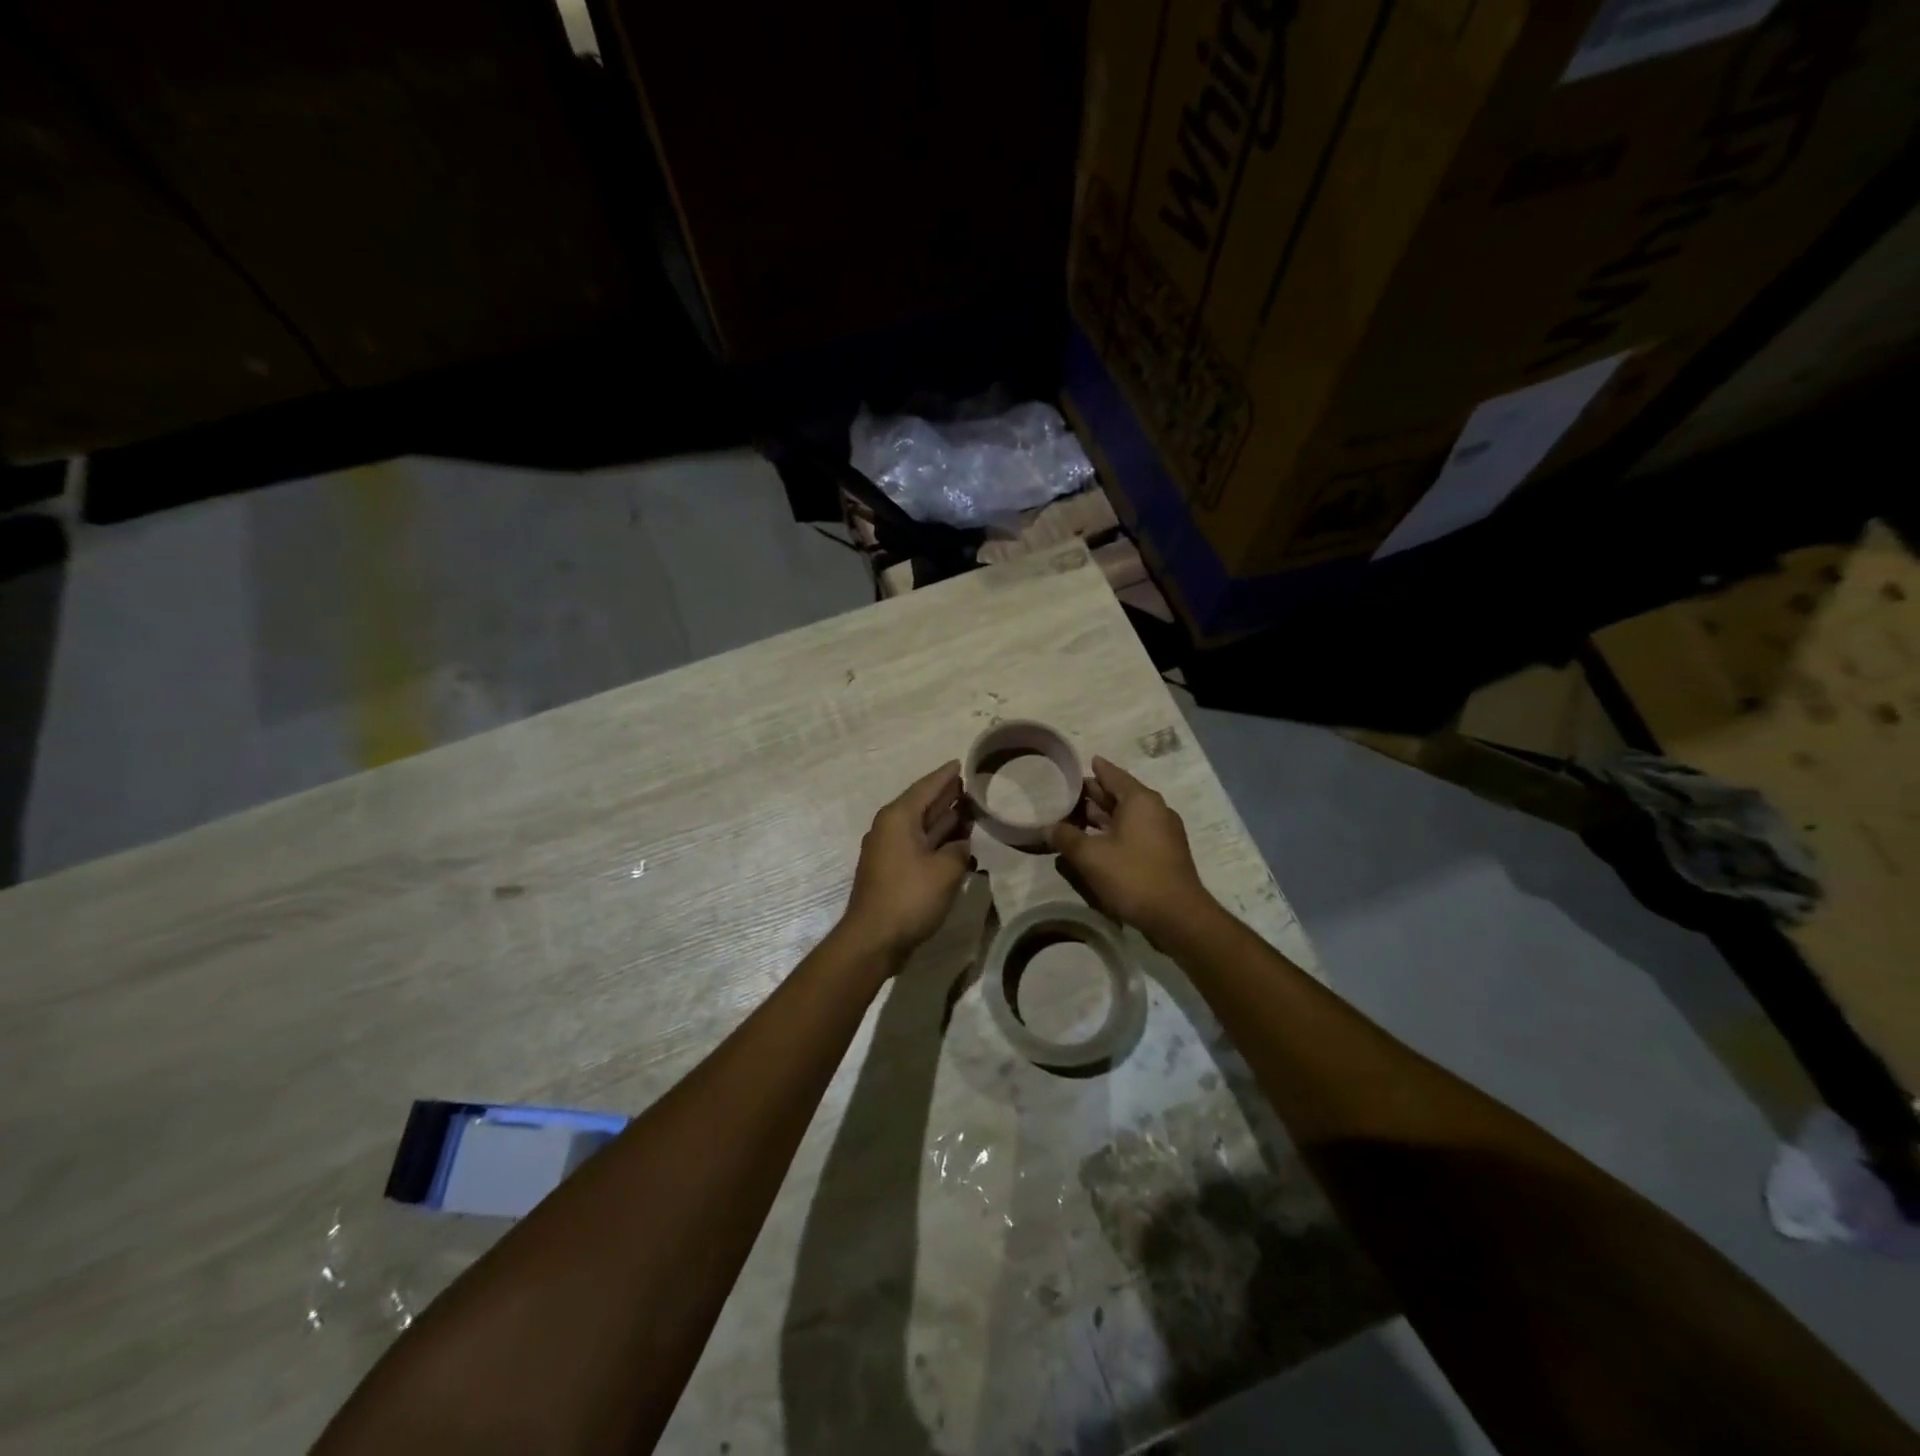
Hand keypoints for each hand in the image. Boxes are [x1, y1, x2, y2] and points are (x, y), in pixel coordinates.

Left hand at [840, 762, 973, 964]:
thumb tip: (959, 844)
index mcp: (898, 818)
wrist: (873, 940)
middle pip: (923, 804)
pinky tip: (957, 844)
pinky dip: (937, 841)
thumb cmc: (909, 897)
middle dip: (947, 796)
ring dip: (944, 820)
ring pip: (921, 827)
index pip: (926, 787)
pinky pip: (918, 846)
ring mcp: (889, 850)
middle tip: (972, 786)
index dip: (946, 775)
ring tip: (970, 811)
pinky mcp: (892, 871)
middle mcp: (890, 828)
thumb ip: (959, 849)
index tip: (961, 763)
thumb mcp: (946, 870)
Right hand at [1049, 756, 1215, 948]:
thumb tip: (1049, 827)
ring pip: (1127, 817)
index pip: (1113, 775)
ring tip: (1076, 819)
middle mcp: (1155, 810)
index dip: (1095, 769)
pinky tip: (1096, 844)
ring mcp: (1163, 833)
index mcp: (1140, 800)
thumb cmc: (1133, 876)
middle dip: (1095, 795)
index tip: (1082, 762)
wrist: (1177, 917)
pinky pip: (1135, 833)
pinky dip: (1115, 833)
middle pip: (1120, 795)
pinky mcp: (1164, 854)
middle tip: (1068, 794)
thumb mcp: (1090, 856)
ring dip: (1103, 817)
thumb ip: (1066, 838)